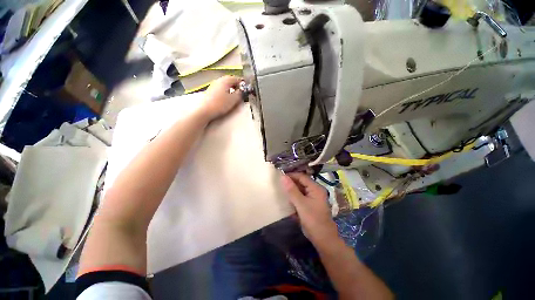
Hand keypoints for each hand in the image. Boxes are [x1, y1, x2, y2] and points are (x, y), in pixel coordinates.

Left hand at [201, 76, 241, 120]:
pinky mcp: (210, 91)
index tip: (246, 88)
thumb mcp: (233, 99)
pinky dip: (226, 91)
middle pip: (230, 80)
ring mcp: (213, 85)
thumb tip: (242, 90)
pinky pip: (221, 88)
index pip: (237, 78)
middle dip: (236, 85)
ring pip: (225, 84)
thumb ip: (239, 94)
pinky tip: (226, 98)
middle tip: (241, 92)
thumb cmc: (220, 104)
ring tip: (235, 96)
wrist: (205, 110)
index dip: (243, 83)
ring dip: (231, 88)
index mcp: (225, 80)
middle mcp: (219, 80)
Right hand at [280, 173, 338, 245]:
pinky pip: (300, 196)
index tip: (280, 177)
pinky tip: (286, 198)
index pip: (302, 177)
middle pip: (301, 182)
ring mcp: (312, 197)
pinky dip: (294, 196)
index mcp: (316, 188)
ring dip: (291, 189)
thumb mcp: (301, 204)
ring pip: (300, 189)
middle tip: (279, 183)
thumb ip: (292, 190)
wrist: (323, 239)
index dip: (291, 175)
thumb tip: (283, 177)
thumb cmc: (313, 220)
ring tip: (281, 189)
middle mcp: (315, 190)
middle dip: (290, 182)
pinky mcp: (309, 204)